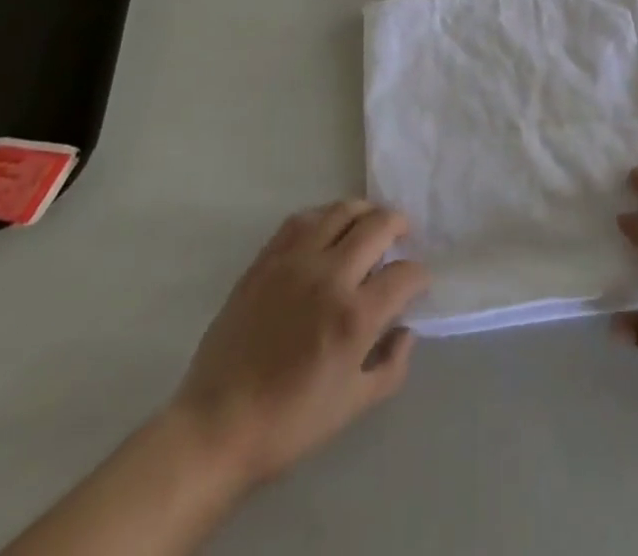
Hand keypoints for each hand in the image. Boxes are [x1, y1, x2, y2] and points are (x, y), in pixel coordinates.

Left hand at [172, 199, 429, 488]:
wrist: (218, 425)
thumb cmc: (289, 423)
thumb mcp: (353, 406)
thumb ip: (391, 366)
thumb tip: (406, 330)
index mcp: (355, 316)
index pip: (404, 274)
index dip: (419, 275)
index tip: (417, 283)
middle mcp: (329, 276)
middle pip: (378, 226)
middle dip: (399, 226)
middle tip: (403, 234)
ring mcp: (295, 262)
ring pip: (341, 211)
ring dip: (365, 213)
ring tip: (370, 224)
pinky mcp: (266, 259)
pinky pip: (302, 220)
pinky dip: (324, 216)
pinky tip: (328, 228)